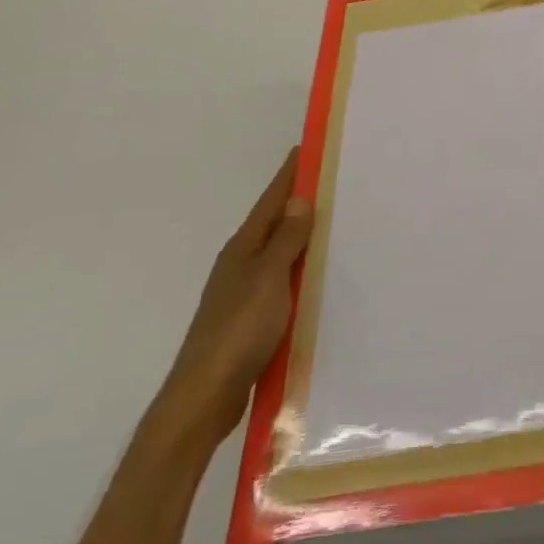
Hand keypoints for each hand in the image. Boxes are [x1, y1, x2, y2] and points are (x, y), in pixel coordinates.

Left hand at [153, 148, 312, 450]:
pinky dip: (301, 271)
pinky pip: (283, 282)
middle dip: (301, 202)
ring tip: (338, 224)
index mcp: (243, 248)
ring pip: (280, 254)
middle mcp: (241, 264)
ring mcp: (245, 293)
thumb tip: (299, 199)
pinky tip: (319, 278)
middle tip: (337, 182)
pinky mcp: (252, 320)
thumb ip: (286, 240)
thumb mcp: (268, 278)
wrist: (205, 396)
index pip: (271, 200)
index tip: (308, 147)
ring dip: (303, 238)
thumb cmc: (238, 330)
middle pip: (275, 224)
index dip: (289, 174)